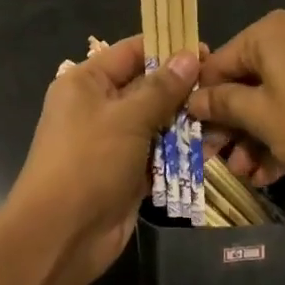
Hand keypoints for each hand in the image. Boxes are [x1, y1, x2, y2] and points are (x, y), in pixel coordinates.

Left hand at [8, 35, 198, 280]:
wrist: (61, 236)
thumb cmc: (88, 162)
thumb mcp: (127, 118)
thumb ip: (162, 88)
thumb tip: (190, 56)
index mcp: (87, 82)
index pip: (131, 52)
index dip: (168, 48)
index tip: (207, 51)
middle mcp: (98, 106)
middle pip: (148, 87)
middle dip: (183, 89)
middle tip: (222, 89)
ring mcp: (113, 141)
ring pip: (157, 122)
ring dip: (186, 123)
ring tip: (223, 120)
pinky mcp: (127, 171)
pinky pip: (158, 153)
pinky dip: (180, 152)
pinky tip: (211, 149)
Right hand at [186, 11, 284, 204]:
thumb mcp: (259, 117)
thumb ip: (222, 104)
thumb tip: (193, 100)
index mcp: (273, 30)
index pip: (221, 62)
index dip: (205, 100)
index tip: (193, 134)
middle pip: (250, 79)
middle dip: (234, 124)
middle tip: (220, 159)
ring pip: (277, 94)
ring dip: (257, 134)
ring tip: (247, 173)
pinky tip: (273, 170)